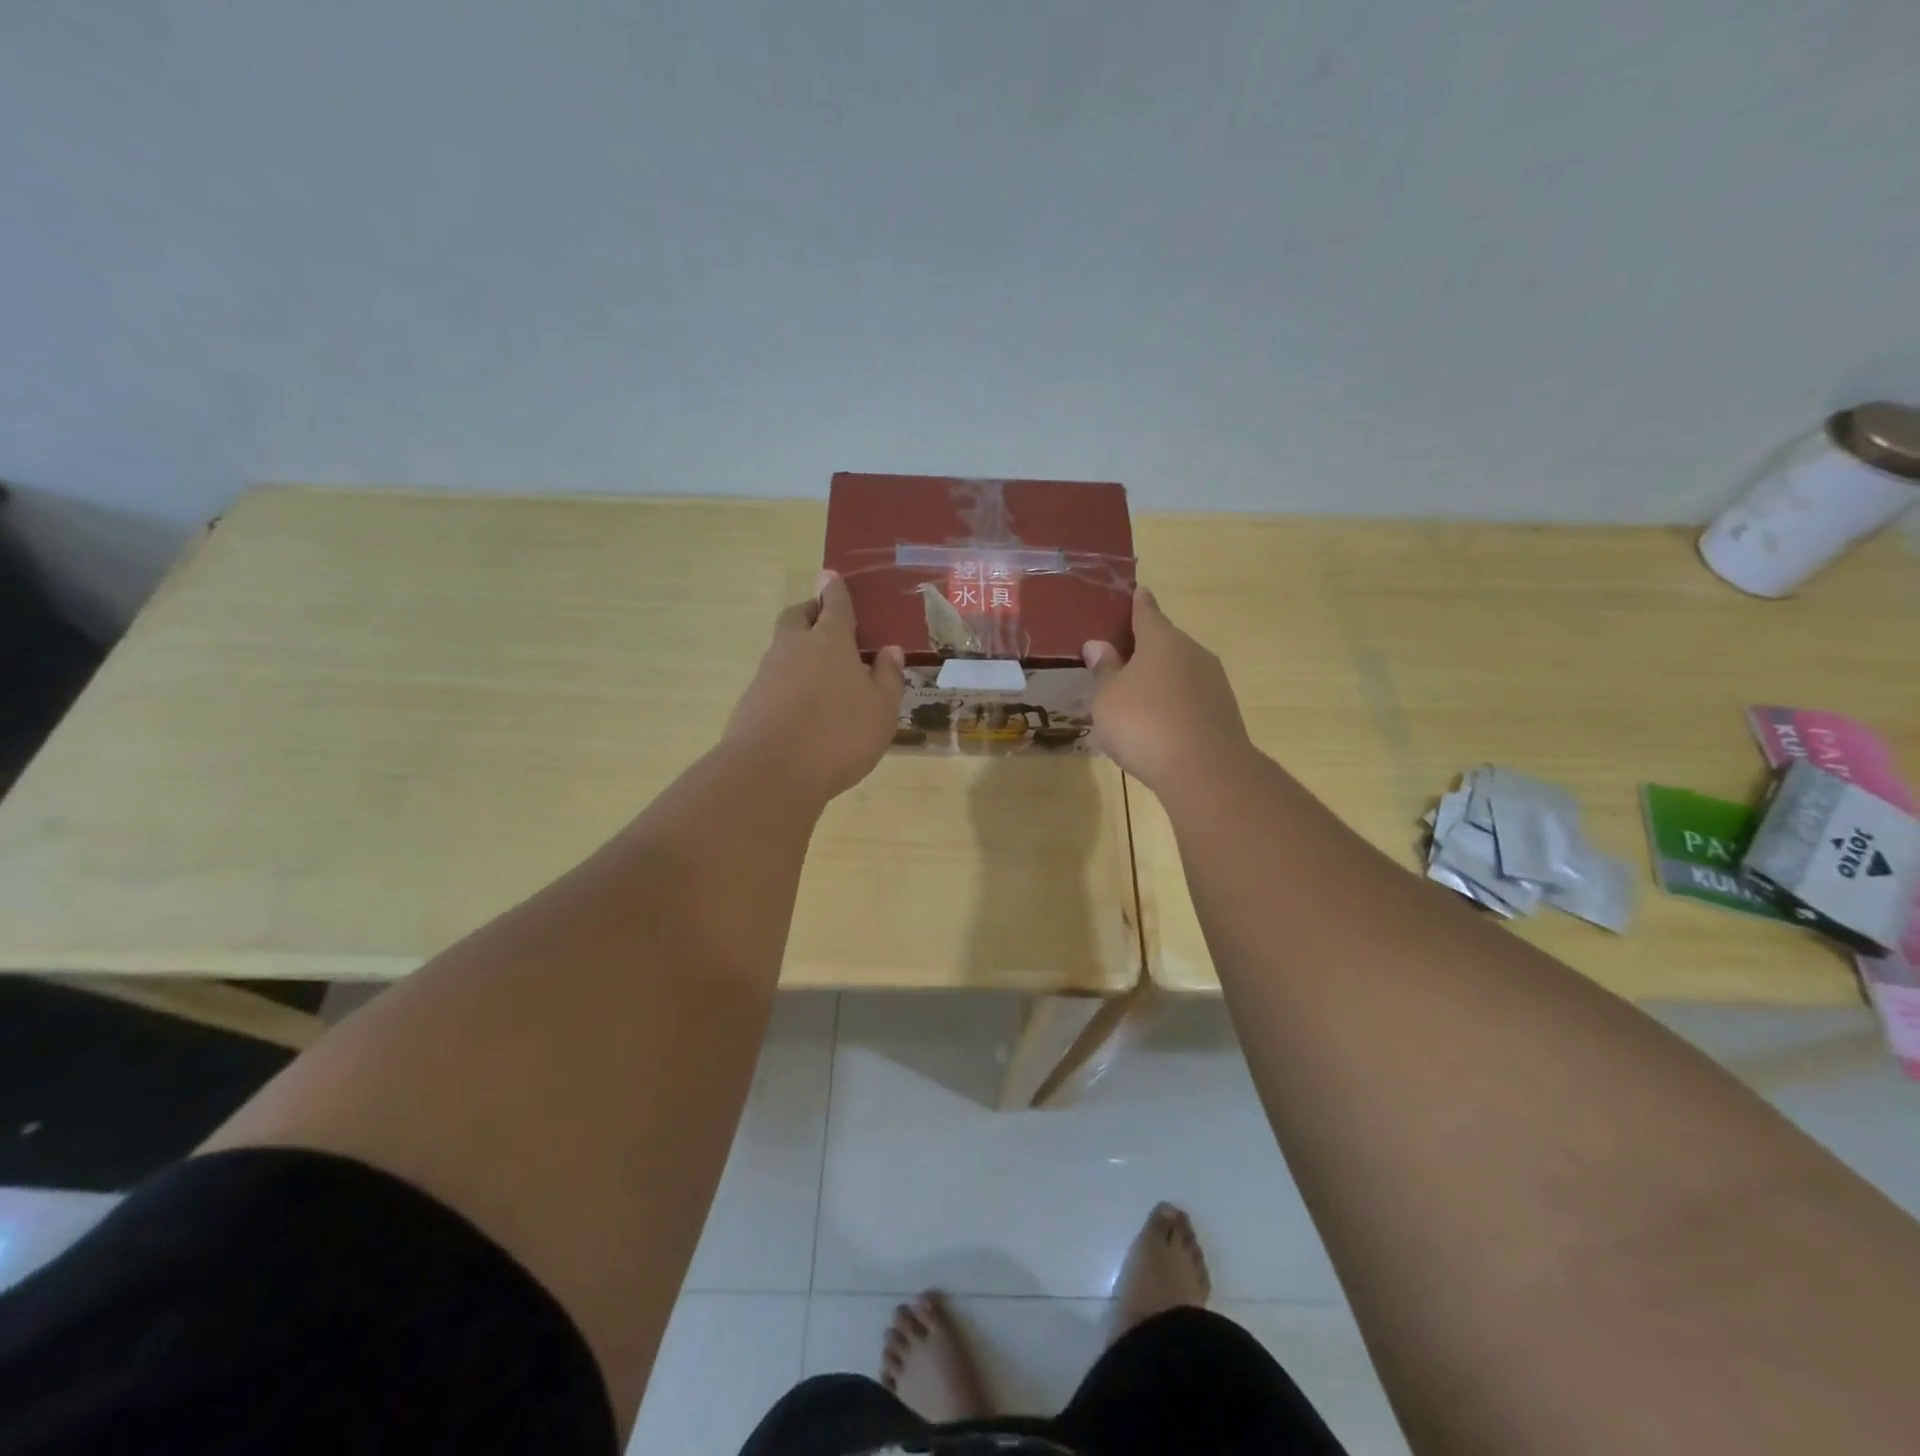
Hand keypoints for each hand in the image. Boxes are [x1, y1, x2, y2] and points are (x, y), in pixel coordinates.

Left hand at [723, 570, 905, 802]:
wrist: (770, 773)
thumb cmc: (839, 735)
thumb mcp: (881, 710)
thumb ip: (887, 677)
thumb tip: (889, 650)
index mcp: (830, 641)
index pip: (834, 605)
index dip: (835, 590)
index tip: (830, 576)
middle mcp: (794, 648)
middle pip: (798, 616)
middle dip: (811, 611)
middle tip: (826, 619)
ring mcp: (768, 673)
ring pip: (783, 646)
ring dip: (799, 647)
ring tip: (823, 670)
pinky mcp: (752, 701)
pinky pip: (774, 677)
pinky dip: (789, 679)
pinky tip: (804, 704)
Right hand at [1085, 587, 1252, 793]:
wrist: (1204, 770)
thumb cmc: (1144, 724)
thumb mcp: (1108, 698)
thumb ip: (1104, 670)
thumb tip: (1098, 644)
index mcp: (1161, 640)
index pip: (1146, 612)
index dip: (1138, 604)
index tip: (1136, 592)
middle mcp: (1192, 652)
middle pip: (1165, 642)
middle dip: (1145, 646)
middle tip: (1121, 656)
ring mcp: (1213, 682)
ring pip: (1180, 670)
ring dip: (1161, 677)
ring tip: (1137, 694)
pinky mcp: (1223, 711)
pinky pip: (1191, 697)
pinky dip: (1175, 702)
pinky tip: (1160, 722)